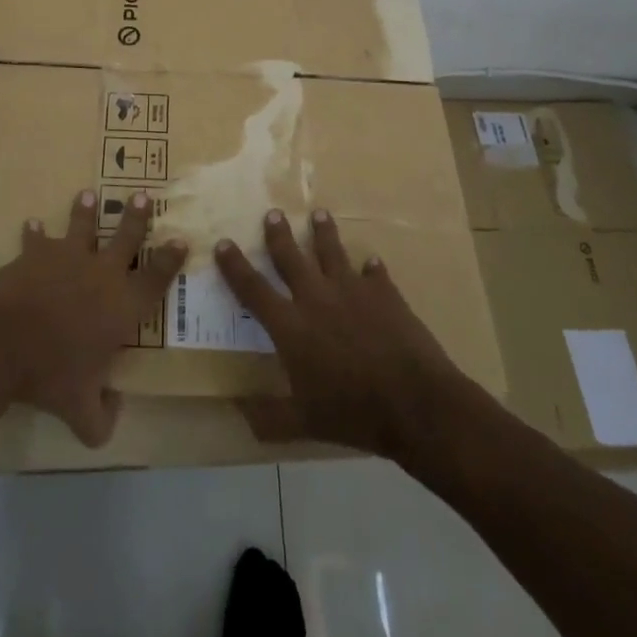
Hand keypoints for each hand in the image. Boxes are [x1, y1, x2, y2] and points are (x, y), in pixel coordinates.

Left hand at [0, 189, 185, 446]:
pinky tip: (32, 224)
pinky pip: (37, 239)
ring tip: (88, 194)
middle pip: (126, 237)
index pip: (155, 279)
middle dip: (136, 217)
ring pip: (83, 226)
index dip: (170, 260)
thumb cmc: (49, 375)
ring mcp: (67, 258)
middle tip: (142, 196)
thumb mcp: (80, 411)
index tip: (180, 240)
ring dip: (86, 211)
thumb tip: (113, 412)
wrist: (1, 343)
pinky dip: (35, 233)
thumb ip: (102, 419)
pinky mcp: (35, 254)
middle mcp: (100, 273)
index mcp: (122, 306)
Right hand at [215, 208, 466, 460]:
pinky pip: (374, 273)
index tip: (223, 243)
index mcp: (291, 326)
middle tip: (272, 213)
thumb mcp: (304, 424)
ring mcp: (352, 291)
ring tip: (319, 213)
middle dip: (279, 234)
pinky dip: (371, 268)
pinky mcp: (384, 293)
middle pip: (291, 258)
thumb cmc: (353, 413)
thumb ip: (269, 418)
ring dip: (323, 232)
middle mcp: (316, 298)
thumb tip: (237, 410)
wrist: (413, 402)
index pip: (253, 289)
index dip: (235, 266)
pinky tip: (371, 262)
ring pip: (332, 252)